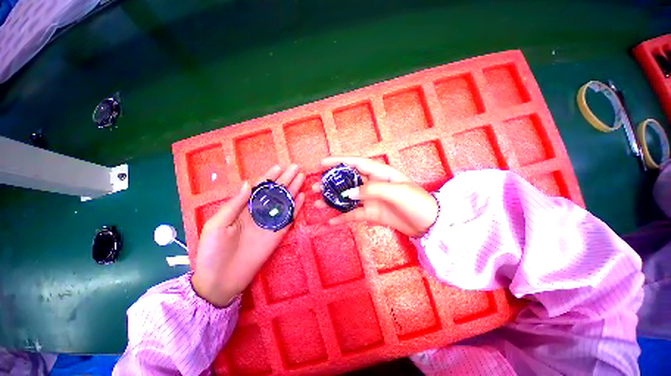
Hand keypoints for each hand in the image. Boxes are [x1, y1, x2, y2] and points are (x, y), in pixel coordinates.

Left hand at [192, 164, 305, 306]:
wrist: (221, 280)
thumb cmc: (213, 251)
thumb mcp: (218, 225)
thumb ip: (235, 204)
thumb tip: (248, 183)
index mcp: (243, 208)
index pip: (259, 188)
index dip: (269, 177)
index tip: (279, 166)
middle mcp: (259, 212)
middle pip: (275, 192)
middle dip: (285, 179)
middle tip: (296, 167)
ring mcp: (270, 223)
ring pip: (284, 202)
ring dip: (293, 190)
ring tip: (302, 177)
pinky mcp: (278, 234)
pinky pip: (289, 218)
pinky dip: (296, 208)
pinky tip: (302, 197)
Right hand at [313, 157, 437, 236]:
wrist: (429, 223)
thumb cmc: (416, 201)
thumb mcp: (396, 191)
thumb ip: (371, 190)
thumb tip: (348, 193)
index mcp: (379, 172)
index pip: (355, 163)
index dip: (338, 161)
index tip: (321, 164)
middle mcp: (372, 184)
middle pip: (347, 180)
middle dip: (330, 183)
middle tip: (315, 187)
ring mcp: (370, 199)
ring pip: (347, 198)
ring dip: (332, 200)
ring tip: (317, 202)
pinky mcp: (371, 213)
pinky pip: (353, 214)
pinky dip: (342, 218)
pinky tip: (330, 221)